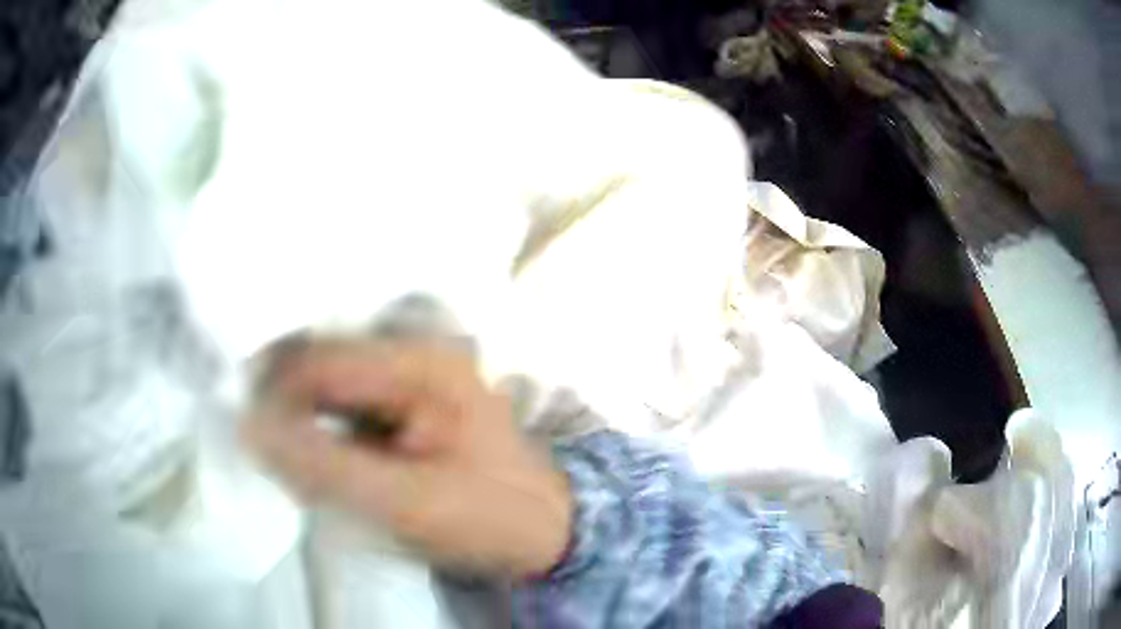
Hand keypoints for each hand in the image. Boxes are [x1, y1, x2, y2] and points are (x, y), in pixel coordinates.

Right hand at [243, 338, 571, 578]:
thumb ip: (328, 468)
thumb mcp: (410, 503)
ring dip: (300, 421)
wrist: (546, 528)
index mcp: (420, 363)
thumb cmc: (490, 518)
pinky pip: (343, 406)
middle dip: (284, 407)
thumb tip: (251, 428)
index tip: (247, 437)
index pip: (318, 363)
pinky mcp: (405, 402)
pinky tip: (316, 463)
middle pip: (320, 365)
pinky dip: (321, 432)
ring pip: (327, 386)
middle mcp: (413, 352)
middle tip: (264, 450)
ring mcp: (410, 375)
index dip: (274, 396)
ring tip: (290, 463)